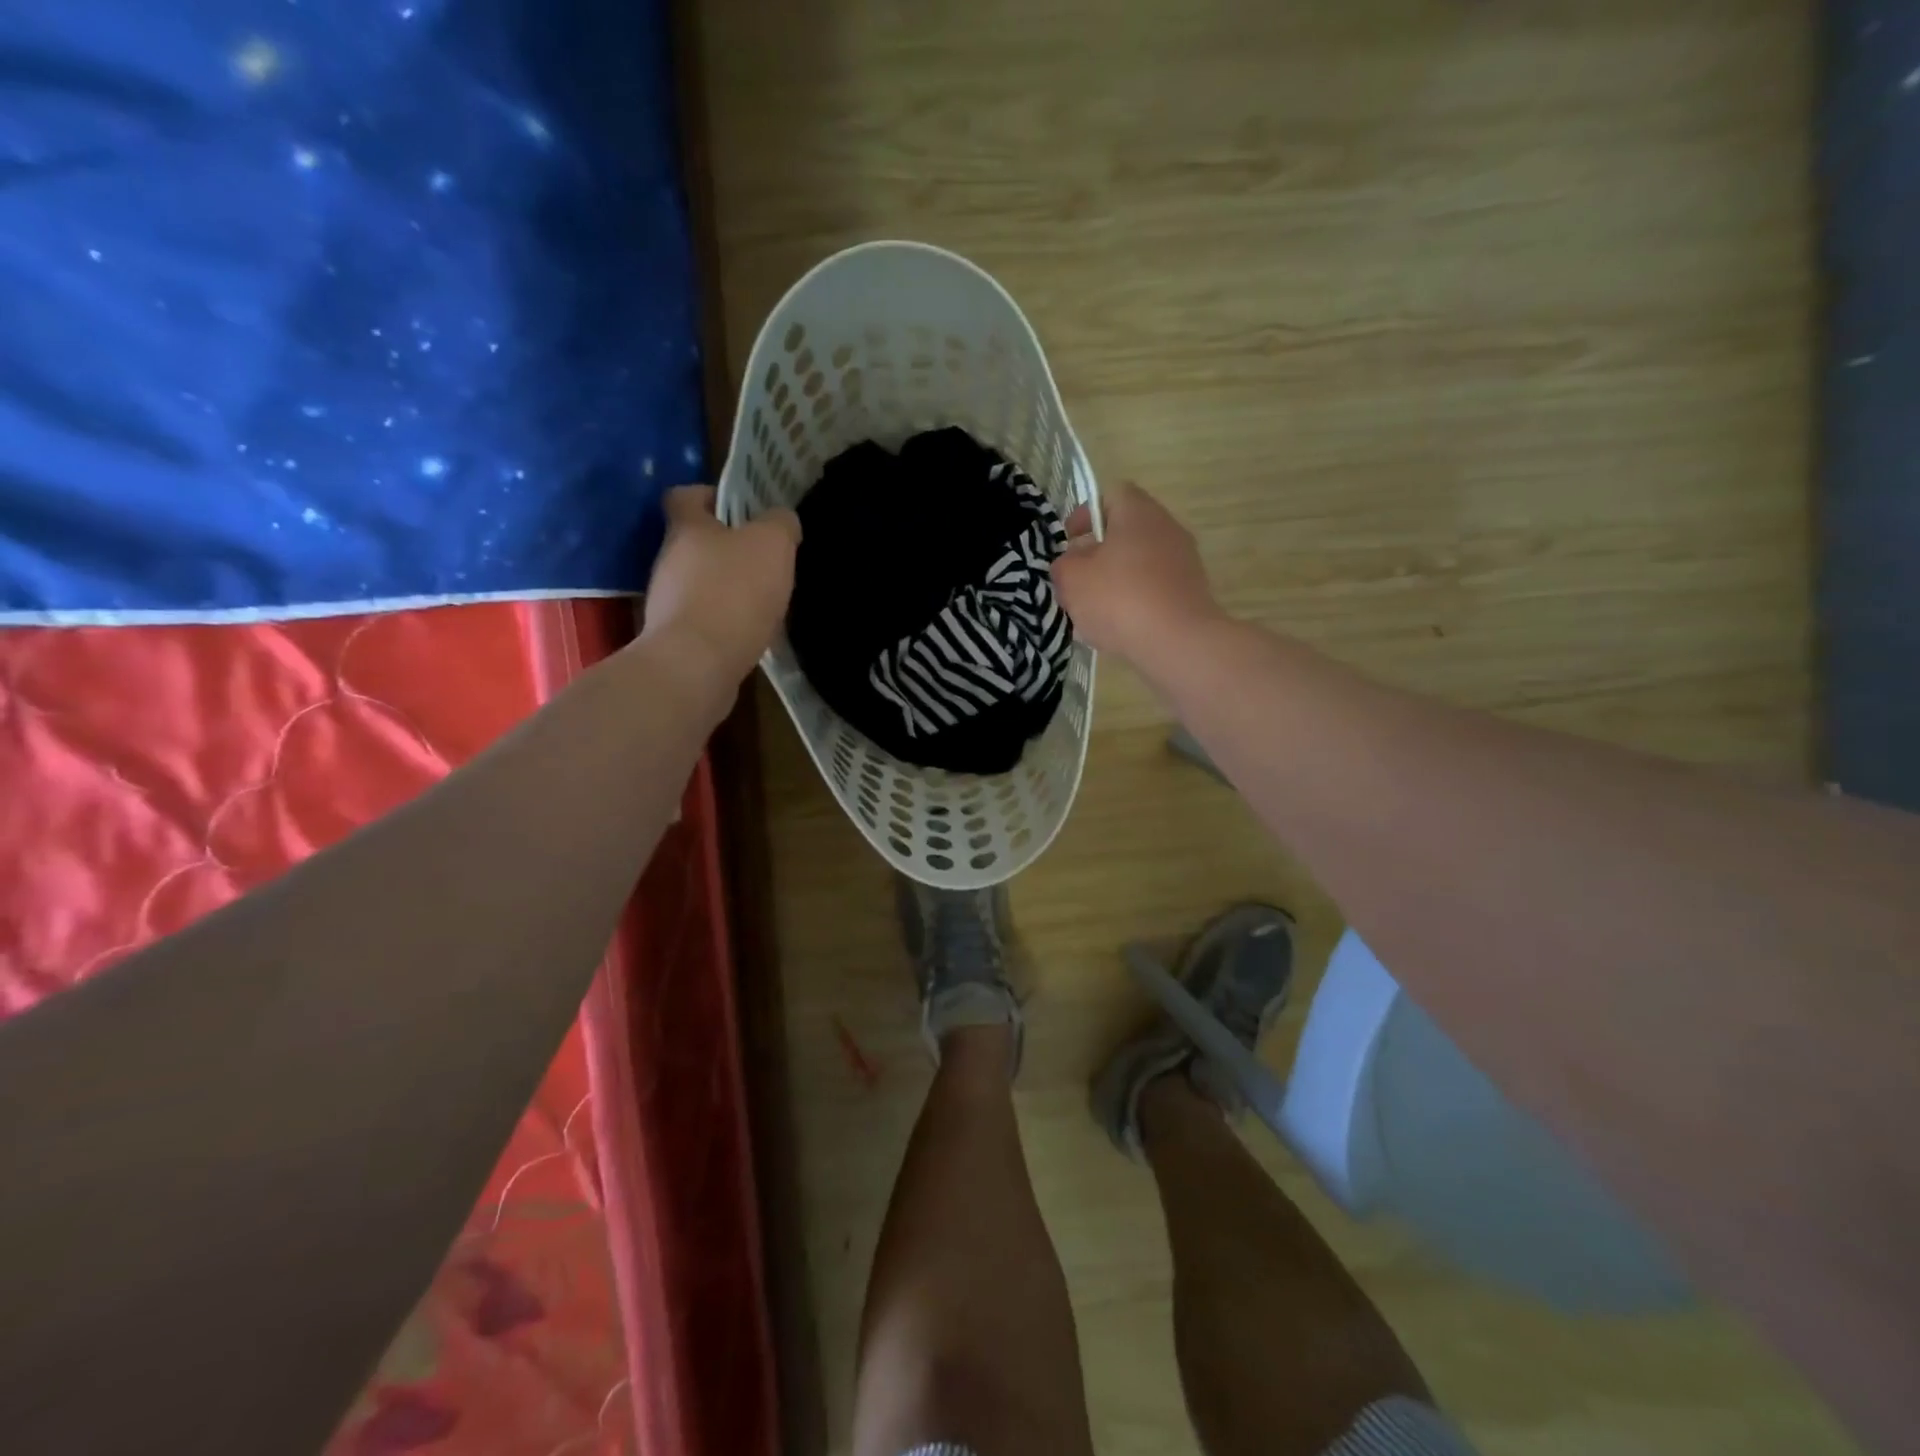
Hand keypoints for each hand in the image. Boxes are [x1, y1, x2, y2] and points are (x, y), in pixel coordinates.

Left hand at [641, 485, 800, 687]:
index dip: (710, 496)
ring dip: (728, 588)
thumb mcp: (772, 544)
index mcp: (686, 528)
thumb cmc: (734, 592)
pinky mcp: (676, 638)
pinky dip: (727, 622)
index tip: (739, 509)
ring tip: (764, 601)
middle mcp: (668, 560)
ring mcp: (667, 602)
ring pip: (700, 583)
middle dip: (728, 548)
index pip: (685, 495)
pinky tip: (752, 633)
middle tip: (765, 559)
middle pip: (695, 542)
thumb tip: (782, 520)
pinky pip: (705, 619)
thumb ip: (780, 524)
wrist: (697, 665)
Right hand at [1051, 482, 1224, 669]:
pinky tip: (1118, 629)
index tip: (1069, 540)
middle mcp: (1167, 528)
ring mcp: (1184, 562)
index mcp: (1138, 513)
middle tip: (1077, 579)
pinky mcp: (1191, 593)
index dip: (1086, 514)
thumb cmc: (1119, 599)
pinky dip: (1135, 602)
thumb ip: (1064, 564)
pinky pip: (1154, 589)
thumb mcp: (1071, 579)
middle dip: (1098, 554)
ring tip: (1093, 612)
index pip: (1111, 494)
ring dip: (1115, 581)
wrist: (1177, 642)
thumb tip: (1073, 563)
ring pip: (1139, 563)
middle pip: (1126, 532)